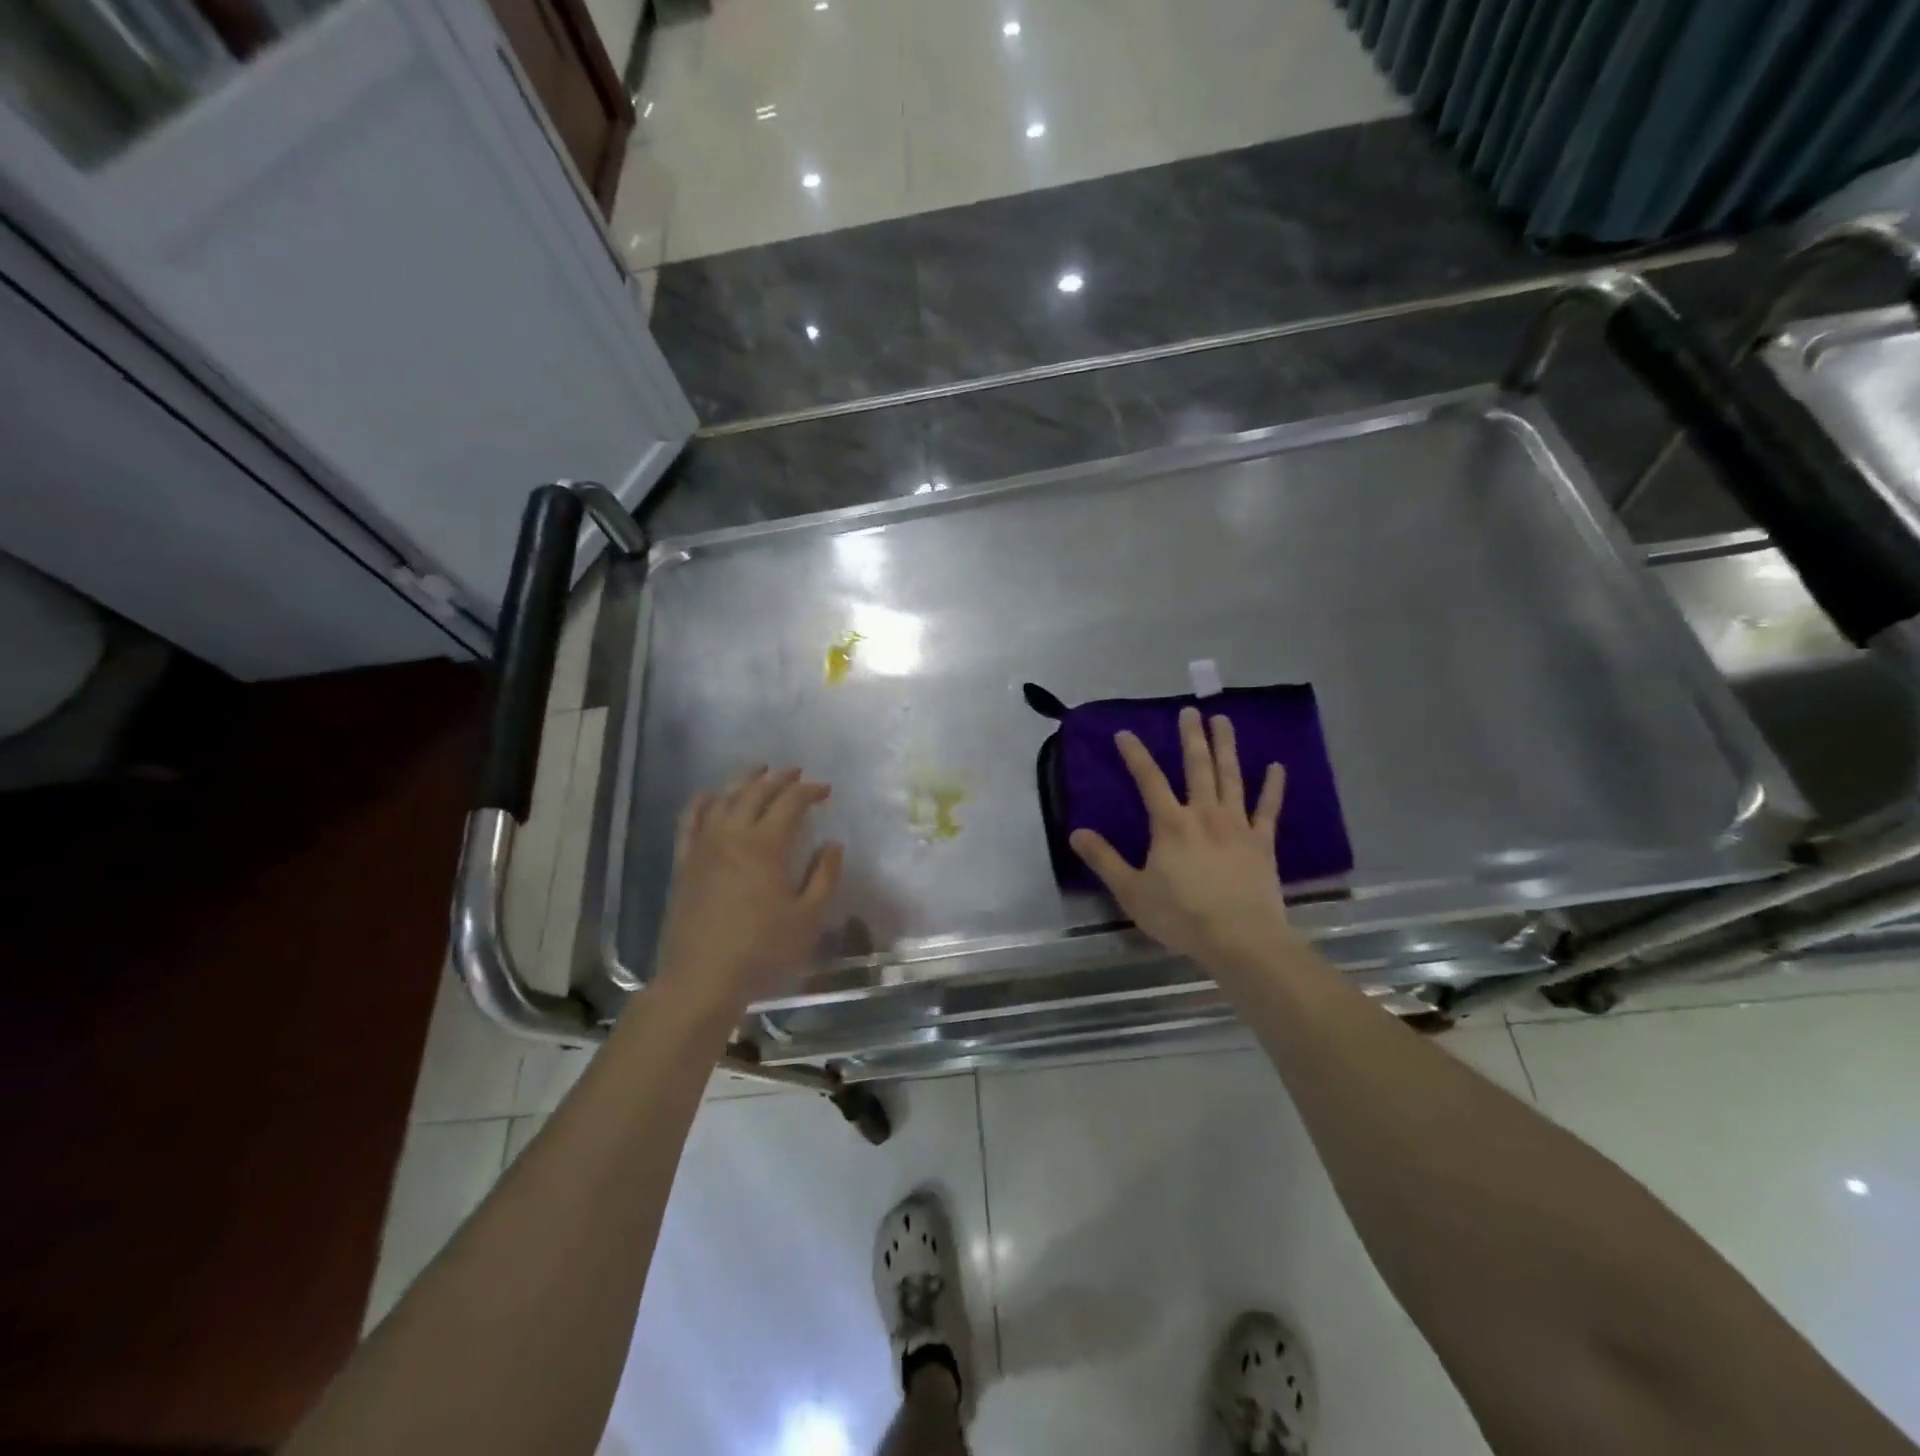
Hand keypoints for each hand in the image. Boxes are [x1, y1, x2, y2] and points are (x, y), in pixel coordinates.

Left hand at [653, 767, 843, 1013]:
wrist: (702, 979)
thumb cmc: (762, 951)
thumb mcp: (808, 918)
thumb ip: (824, 876)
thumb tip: (833, 844)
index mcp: (767, 845)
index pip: (790, 802)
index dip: (810, 790)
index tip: (825, 790)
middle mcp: (733, 834)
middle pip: (756, 792)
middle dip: (779, 778)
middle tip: (796, 774)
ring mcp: (703, 846)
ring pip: (723, 798)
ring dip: (744, 781)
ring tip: (759, 773)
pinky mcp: (684, 862)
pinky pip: (690, 820)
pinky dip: (703, 801)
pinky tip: (709, 796)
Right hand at [1070, 707, 1293, 969]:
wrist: (1240, 939)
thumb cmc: (1181, 916)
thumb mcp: (1131, 891)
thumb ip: (1104, 860)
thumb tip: (1076, 833)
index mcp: (1170, 824)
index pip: (1149, 780)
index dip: (1135, 755)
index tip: (1125, 732)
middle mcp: (1204, 815)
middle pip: (1197, 767)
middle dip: (1192, 737)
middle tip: (1191, 710)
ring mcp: (1237, 826)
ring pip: (1231, 777)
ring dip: (1227, 747)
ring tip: (1224, 720)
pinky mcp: (1262, 843)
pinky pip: (1268, 809)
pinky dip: (1273, 787)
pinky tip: (1276, 767)